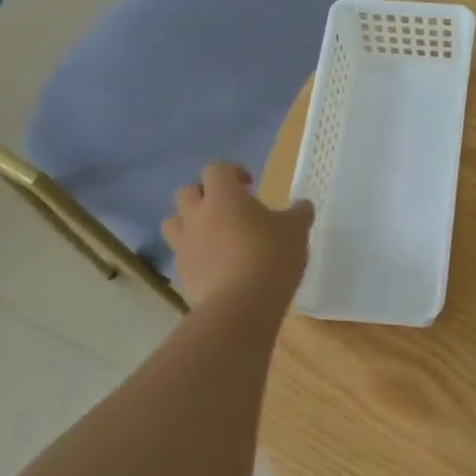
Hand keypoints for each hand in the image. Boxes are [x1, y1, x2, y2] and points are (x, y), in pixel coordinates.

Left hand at [160, 163, 313, 309]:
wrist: (240, 306)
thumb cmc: (270, 257)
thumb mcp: (296, 231)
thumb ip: (299, 214)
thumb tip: (302, 206)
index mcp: (224, 197)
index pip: (217, 169)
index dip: (232, 172)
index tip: (250, 185)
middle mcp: (197, 215)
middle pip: (187, 191)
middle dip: (205, 194)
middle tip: (229, 208)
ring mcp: (184, 245)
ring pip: (173, 222)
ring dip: (189, 222)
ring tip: (213, 235)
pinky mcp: (181, 274)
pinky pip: (181, 255)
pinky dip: (194, 255)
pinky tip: (215, 266)